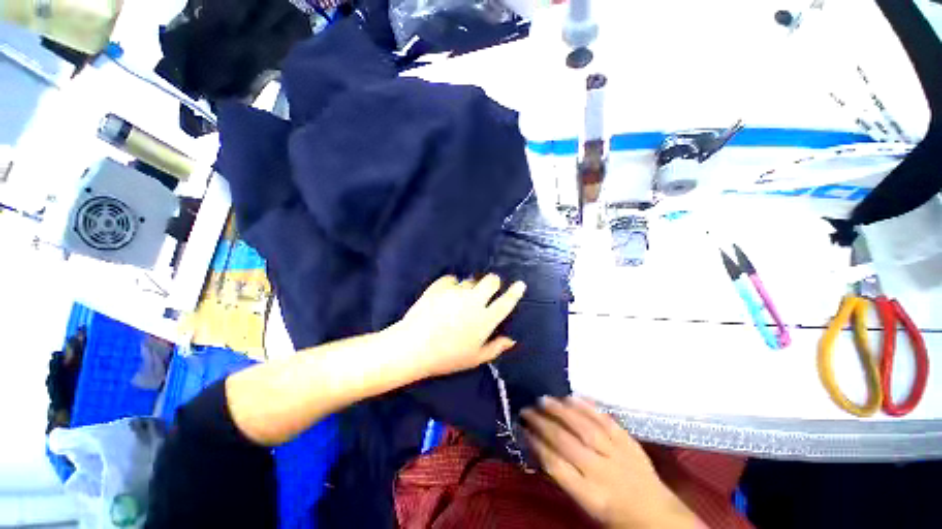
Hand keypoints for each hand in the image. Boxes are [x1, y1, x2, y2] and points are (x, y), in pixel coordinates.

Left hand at [389, 274, 525, 379]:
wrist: (413, 347)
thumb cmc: (447, 357)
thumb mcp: (475, 358)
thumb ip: (496, 347)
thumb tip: (512, 339)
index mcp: (485, 319)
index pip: (506, 302)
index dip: (515, 292)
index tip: (520, 284)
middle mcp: (474, 301)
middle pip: (491, 280)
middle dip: (493, 282)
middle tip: (487, 290)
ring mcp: (456, 291)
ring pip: (470, 280)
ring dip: (470, 287)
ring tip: (460, 299)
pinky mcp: (440, 286)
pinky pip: (451, 279)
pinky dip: (452, 285)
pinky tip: (446, 295)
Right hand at [523, 397, 701, 528]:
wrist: (659, 518)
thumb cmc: (616, 517)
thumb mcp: (586, 506)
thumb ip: (564, 477)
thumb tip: (540, 448)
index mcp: (590, 495)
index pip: (555, 465)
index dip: (536, 444)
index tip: (522, 428)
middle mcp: (602, 472)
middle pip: (566, 441)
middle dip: (542, 423)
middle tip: (526, 408)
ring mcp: (618, 454)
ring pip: (584, 426)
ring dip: (561, 410)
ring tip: (543, 398)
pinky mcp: (629, 442)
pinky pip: (606, 420)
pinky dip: (587, 406)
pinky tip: (572, 396)